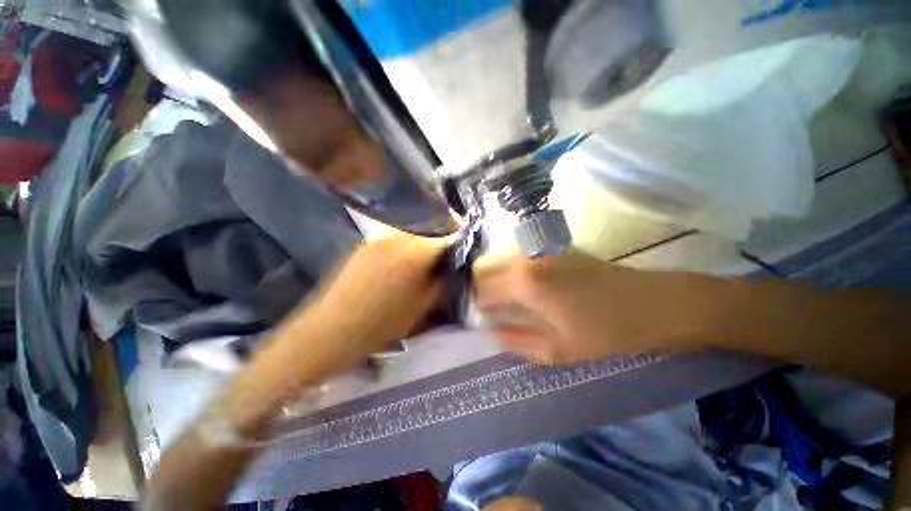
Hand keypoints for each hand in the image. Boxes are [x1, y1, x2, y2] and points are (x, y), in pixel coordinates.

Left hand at [311, 233, 449, 358]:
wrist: (333, 328)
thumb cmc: (383, 323)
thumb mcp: (423, 306)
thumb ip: (442, 282)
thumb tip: (453, 267)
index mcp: (416, 252)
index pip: (448, 237)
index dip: (459, 243)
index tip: (463, 251)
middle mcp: (399, 236)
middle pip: (430, 230)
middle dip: (441, 241)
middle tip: (445, 256)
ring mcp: (380, 237)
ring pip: (413, 233)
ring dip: (423, 242)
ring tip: (425, 259)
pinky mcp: (366, 242)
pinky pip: (395, 238)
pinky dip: (406, 245)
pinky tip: (402, 262)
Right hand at [473, 252, 710, 363]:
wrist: (653, 303)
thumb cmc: (606, 331)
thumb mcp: (558, 350)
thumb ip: (516, 341)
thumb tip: (490, 331)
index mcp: (525, 283)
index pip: (481, 289)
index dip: (477, 305)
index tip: (481, 318)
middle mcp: (526, 259)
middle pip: (483, 267)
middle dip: (479, 287)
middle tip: (490, 307)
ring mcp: (539, 249)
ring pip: (499, 259)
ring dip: (494, 278)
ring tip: (505, 298)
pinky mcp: (552, 247)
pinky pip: (516, 256)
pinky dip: (510, 270)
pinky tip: (524, 287)